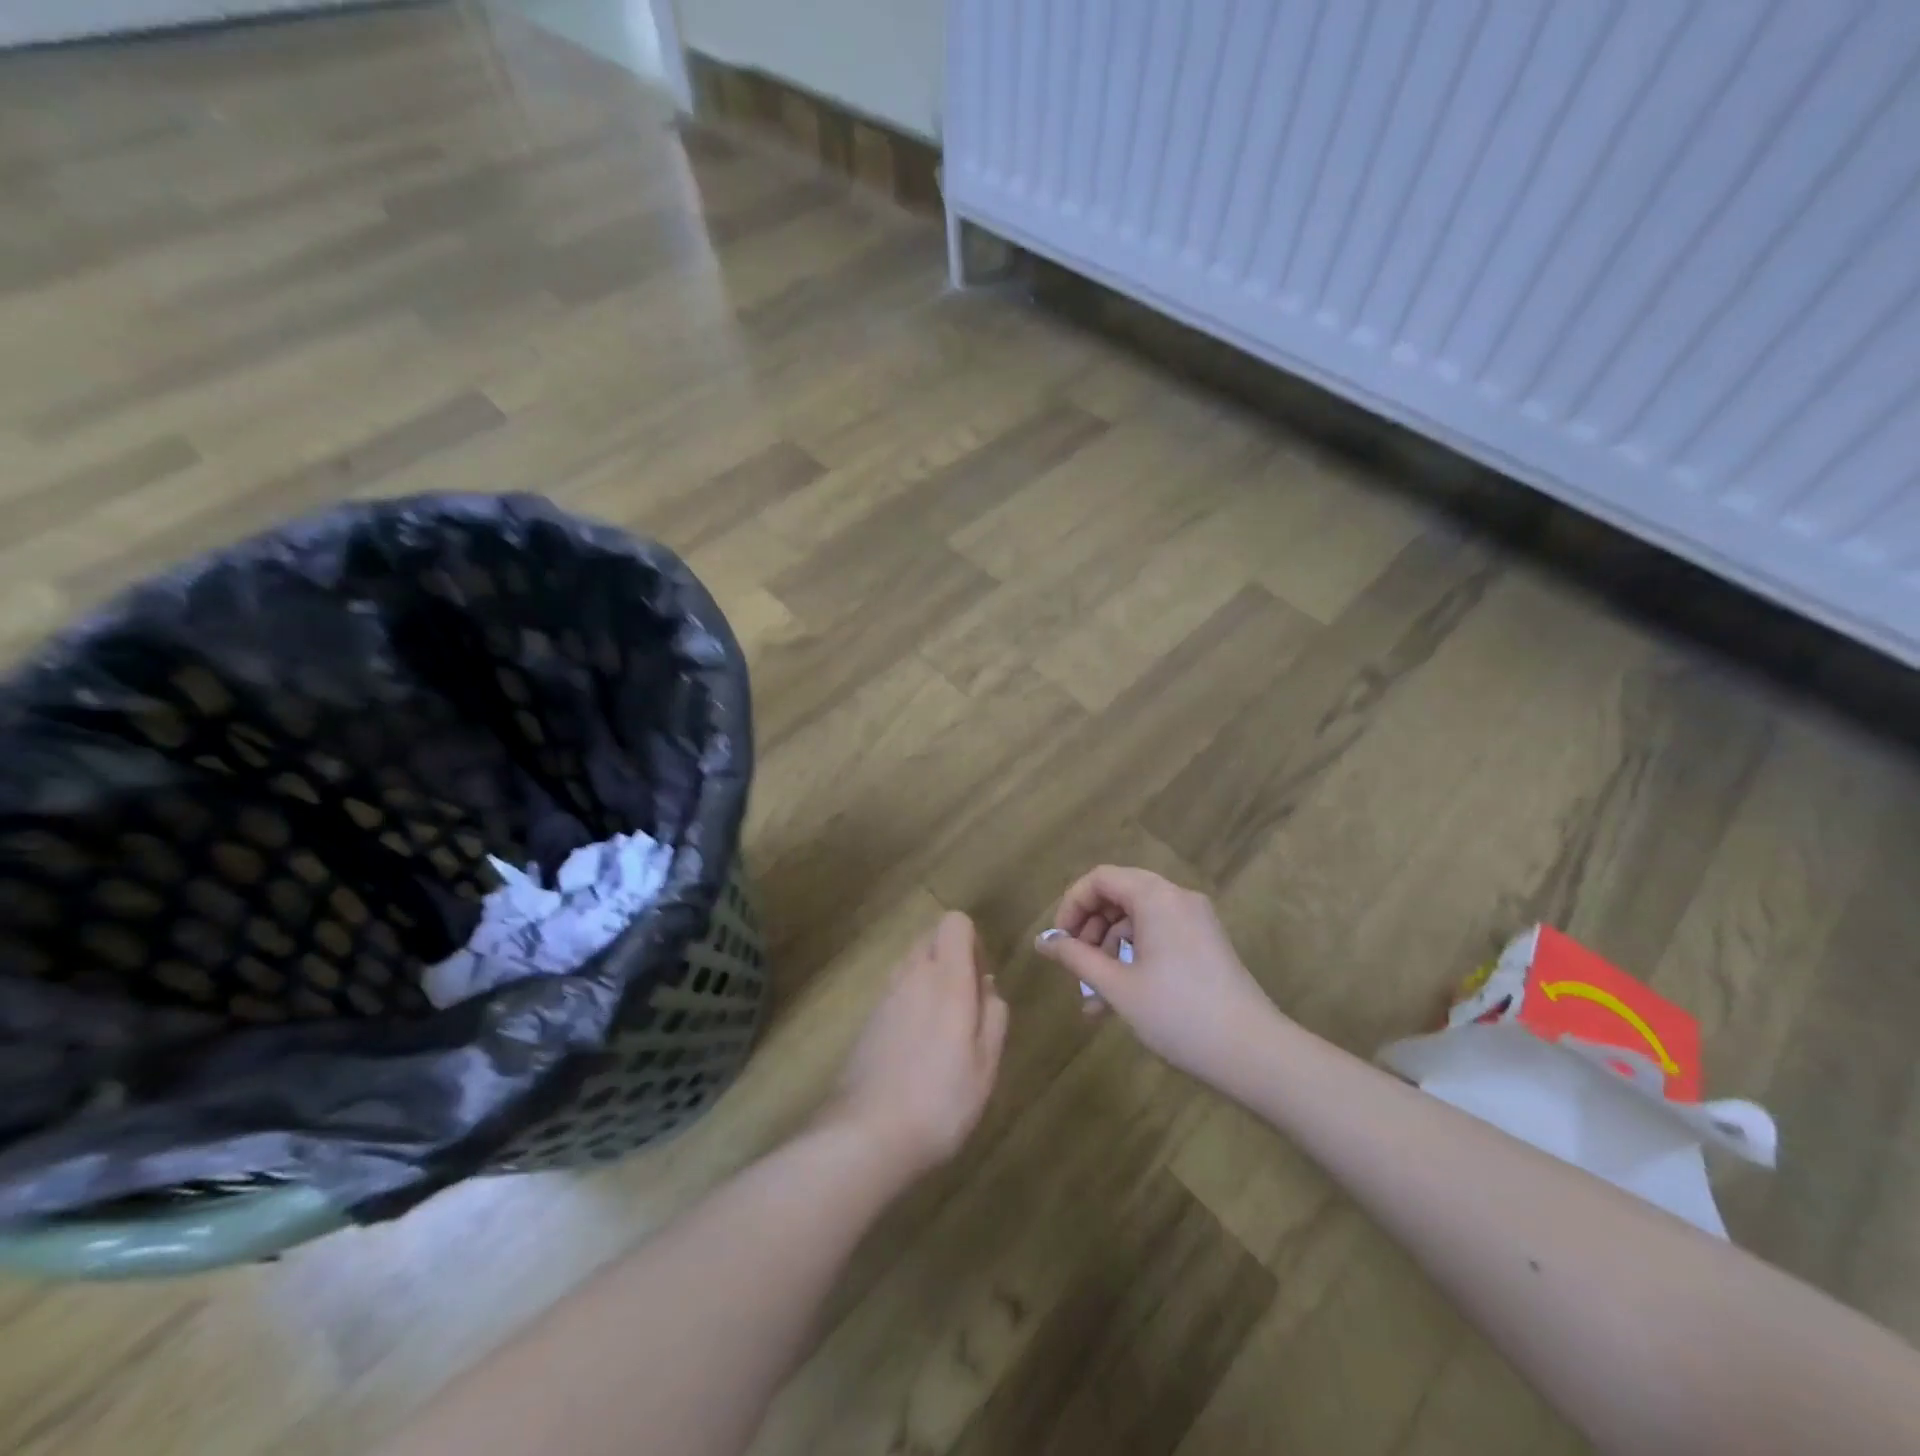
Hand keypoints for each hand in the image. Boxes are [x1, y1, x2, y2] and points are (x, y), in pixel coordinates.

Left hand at [820, 911, 1007, 1178]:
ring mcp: (885, 996)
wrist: (866, 1134)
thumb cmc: (940, 1100)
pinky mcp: (868, 1019)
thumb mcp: (985, 1064)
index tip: (980, 979)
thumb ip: (993, 1015)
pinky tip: (917, 1049)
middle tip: (967, 1005)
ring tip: (944, 1029)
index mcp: (946, 979)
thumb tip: (986, 986)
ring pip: (911, 964)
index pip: (954, 922)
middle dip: (952, 958)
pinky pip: (896, 991)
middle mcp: (912, 975)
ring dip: (930, 979)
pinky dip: (911, 1002)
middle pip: (930, 937)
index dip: (972, 941)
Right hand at [1034, 866, 1282, 1084]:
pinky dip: (1134, 957)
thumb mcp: (1118, 986)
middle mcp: (1177, 898)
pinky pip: (1158, 936)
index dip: (1071, 905)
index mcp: (1156, 897)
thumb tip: (1041, 942)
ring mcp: (1196, 921)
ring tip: (1093, 999)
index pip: (1100, 878)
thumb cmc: (1178, 1014)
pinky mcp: (1206, 944)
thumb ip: (1076, 958)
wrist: (1255, 1053)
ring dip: (1109, 950)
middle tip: (1073, 966)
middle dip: (1089, 929)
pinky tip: (1119, 1000)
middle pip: (1119, 895)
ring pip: (1137, 920)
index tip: (1058, 942)